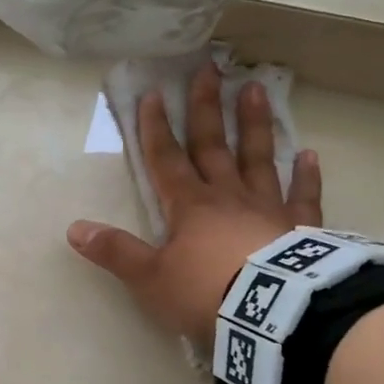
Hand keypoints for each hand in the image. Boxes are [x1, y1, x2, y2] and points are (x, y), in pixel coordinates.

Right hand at [67, 61, 321, 345]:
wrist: (272, 315)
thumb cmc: (206, 293)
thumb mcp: (150, 278)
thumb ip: (116, 252)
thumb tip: (74, 229)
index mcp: (189, 206)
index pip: (166, 159)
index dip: (156, 128)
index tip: (153, 94)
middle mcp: (227, 196)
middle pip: (213, 146)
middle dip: (206, 108)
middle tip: (209, 68)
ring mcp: (268, 208)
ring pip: (258, 158)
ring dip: (254, 125)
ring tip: (254, 89)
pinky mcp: (301, 228)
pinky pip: (304, 197)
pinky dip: (306, 177)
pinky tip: (309, 155)